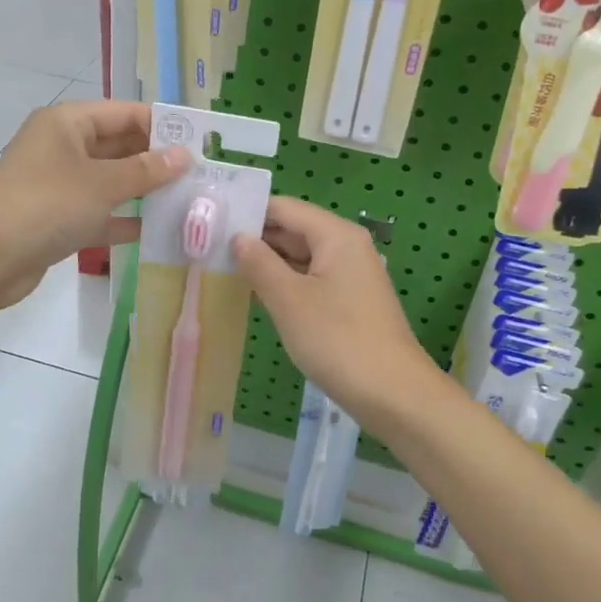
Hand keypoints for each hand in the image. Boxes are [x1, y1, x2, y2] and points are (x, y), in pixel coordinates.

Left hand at [0, 100, 188, 310]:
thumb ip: (145, 170)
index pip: (124, 113)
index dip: (161, 126)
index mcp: (67, 123)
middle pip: (119, 146)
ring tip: (190, 200)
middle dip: (157, 160)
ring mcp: (59, 185)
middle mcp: (63, 147)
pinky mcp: (58, 219)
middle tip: (202, 174)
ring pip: (111, 181)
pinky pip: (100, 213)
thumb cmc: (46, 205)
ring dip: (145, 191)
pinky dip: (125, 219)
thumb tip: (184, 156)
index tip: (201, 142)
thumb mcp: (101, 183)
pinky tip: (159, 230)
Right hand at [230, 197, 437, 418]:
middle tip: (207, 246)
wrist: (393, 393)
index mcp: (336, 235)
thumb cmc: (338, 340)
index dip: (248, 213)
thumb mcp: (289, 300)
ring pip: (300, 257)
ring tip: (222, 267)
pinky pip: (310, 280)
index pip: (284, 208)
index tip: (208, 221)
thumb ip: (259, 263)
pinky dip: (284, 283)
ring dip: (267, 263)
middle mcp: (346, 246)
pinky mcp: (349, 301)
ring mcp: (350, 275)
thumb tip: (238, 238)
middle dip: (254, 238)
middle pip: (293, 230)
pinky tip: (255, 294)